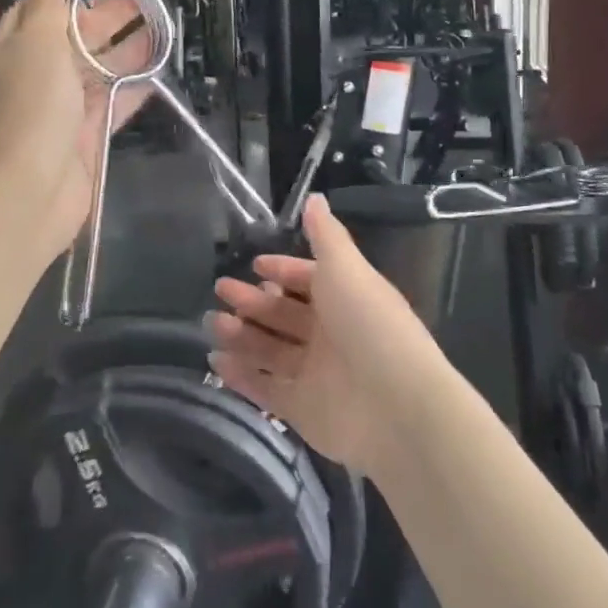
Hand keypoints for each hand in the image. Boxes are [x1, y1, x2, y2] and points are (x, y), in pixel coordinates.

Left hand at [0, 0, 153, 266]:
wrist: (30, 189)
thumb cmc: (31, 107)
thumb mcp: (35, 45)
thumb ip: (46, 12)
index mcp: (14, 50)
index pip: (38, 14)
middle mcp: (36, 77)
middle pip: (75, 41)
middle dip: (108, 20)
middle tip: (148, 0)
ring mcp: (62, 109)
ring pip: (98, 72)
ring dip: (127, 51)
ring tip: (162, 29)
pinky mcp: (86, 137)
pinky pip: (113, 105)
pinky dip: (133, 89)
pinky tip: (158, 73)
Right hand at [207, 195, 446, 472]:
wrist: (396, 406)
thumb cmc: (369, 324)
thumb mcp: (347, 269)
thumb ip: (326, 235)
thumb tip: (315, 197)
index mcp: (345, 298)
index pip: (309, 280)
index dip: (283, 271)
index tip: (254, 265)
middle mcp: (331, 334)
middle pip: (284, 314)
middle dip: (253, 301)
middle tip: (220, 290)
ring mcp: (316, 374)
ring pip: (270, 350)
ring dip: (241, 335)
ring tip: (211, 322)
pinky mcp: (302, 410)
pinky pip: (266, 388)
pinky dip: (241, 375)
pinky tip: (215, 359)